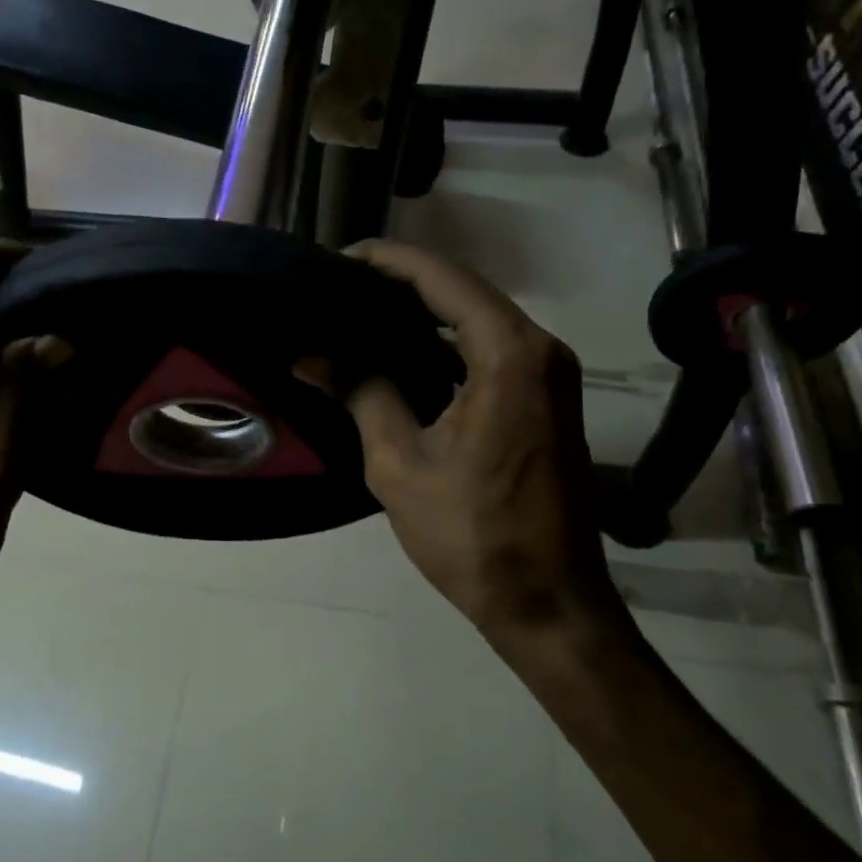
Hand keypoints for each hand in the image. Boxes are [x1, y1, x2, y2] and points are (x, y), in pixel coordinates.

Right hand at [344, 241, 622, 646]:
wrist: (551, 602)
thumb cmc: (473, 536)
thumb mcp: (400, 464)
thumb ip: (360, 393)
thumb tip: (311, 355)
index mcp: (509, 354)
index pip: (442, 278)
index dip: (387, 261)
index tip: (336, 258)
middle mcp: (540, 348)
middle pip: (463, 289)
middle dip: (401, 282)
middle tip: (338, 288)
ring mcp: (550, 372)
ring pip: (478, 316)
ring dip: (424, 310)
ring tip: (359, 313)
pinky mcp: (548, 396)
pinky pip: (492, 346)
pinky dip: (447, 340)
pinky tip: (402, 352)